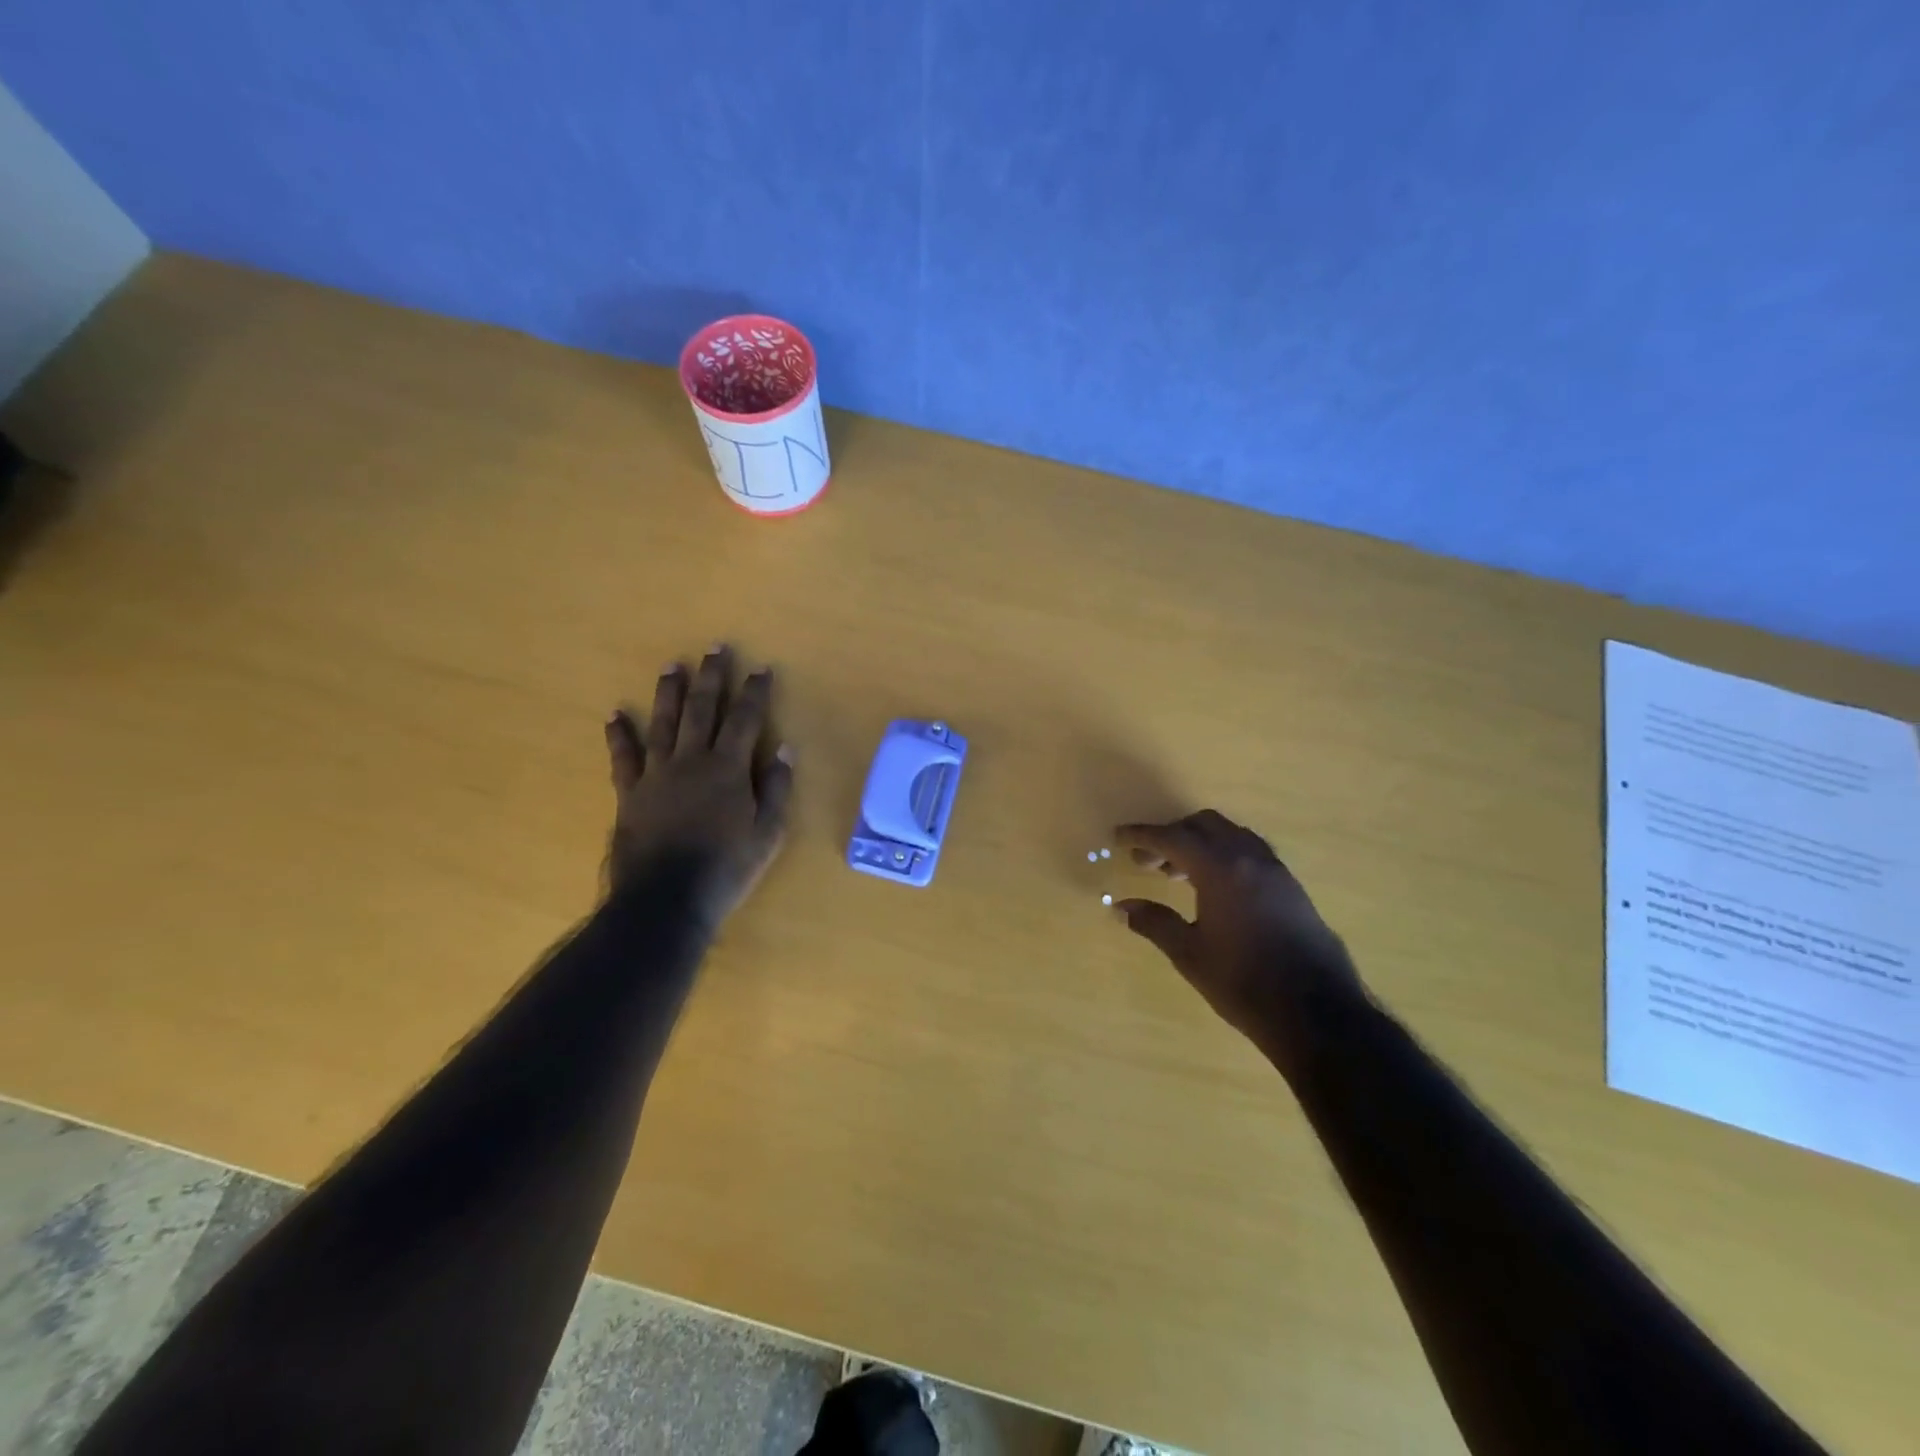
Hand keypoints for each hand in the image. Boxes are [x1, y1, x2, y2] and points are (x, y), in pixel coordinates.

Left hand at [604, 646, 793, 923]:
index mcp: (728, 769)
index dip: (754, 692)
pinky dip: (619, 735)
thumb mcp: (767, 834)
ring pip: (663, 723)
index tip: (760, 668)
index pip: (745, 720)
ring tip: (672, 666)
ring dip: (668, 692)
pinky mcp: (630, 792)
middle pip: (702, 710)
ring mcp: (657, 774)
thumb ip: (777, 789)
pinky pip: (624, 757)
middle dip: (711, 677)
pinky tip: (616, 714)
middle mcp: (692, 761)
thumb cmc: (726, 868)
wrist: (666, 899)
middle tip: (715, 648)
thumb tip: (784, 750)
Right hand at [1115, 811, 1362, 1057]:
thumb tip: (1122, 906)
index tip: (1119, 837)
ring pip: (1231, 836)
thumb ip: (1155, 922)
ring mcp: (1275, 870)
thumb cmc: (1243, 982)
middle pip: (1204, 825)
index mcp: (1220, 868)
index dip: (1142, 836)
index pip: (1172, 838)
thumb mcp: (1190, 954)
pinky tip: (1215, 890)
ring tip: (1178, 876)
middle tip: (1148, 862)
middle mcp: (1249, 858)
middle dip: (1172, 835)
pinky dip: (1225, 856)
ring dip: (1201, 844)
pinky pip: (1250, 853)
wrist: (1317, 1013)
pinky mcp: (1291, 887)